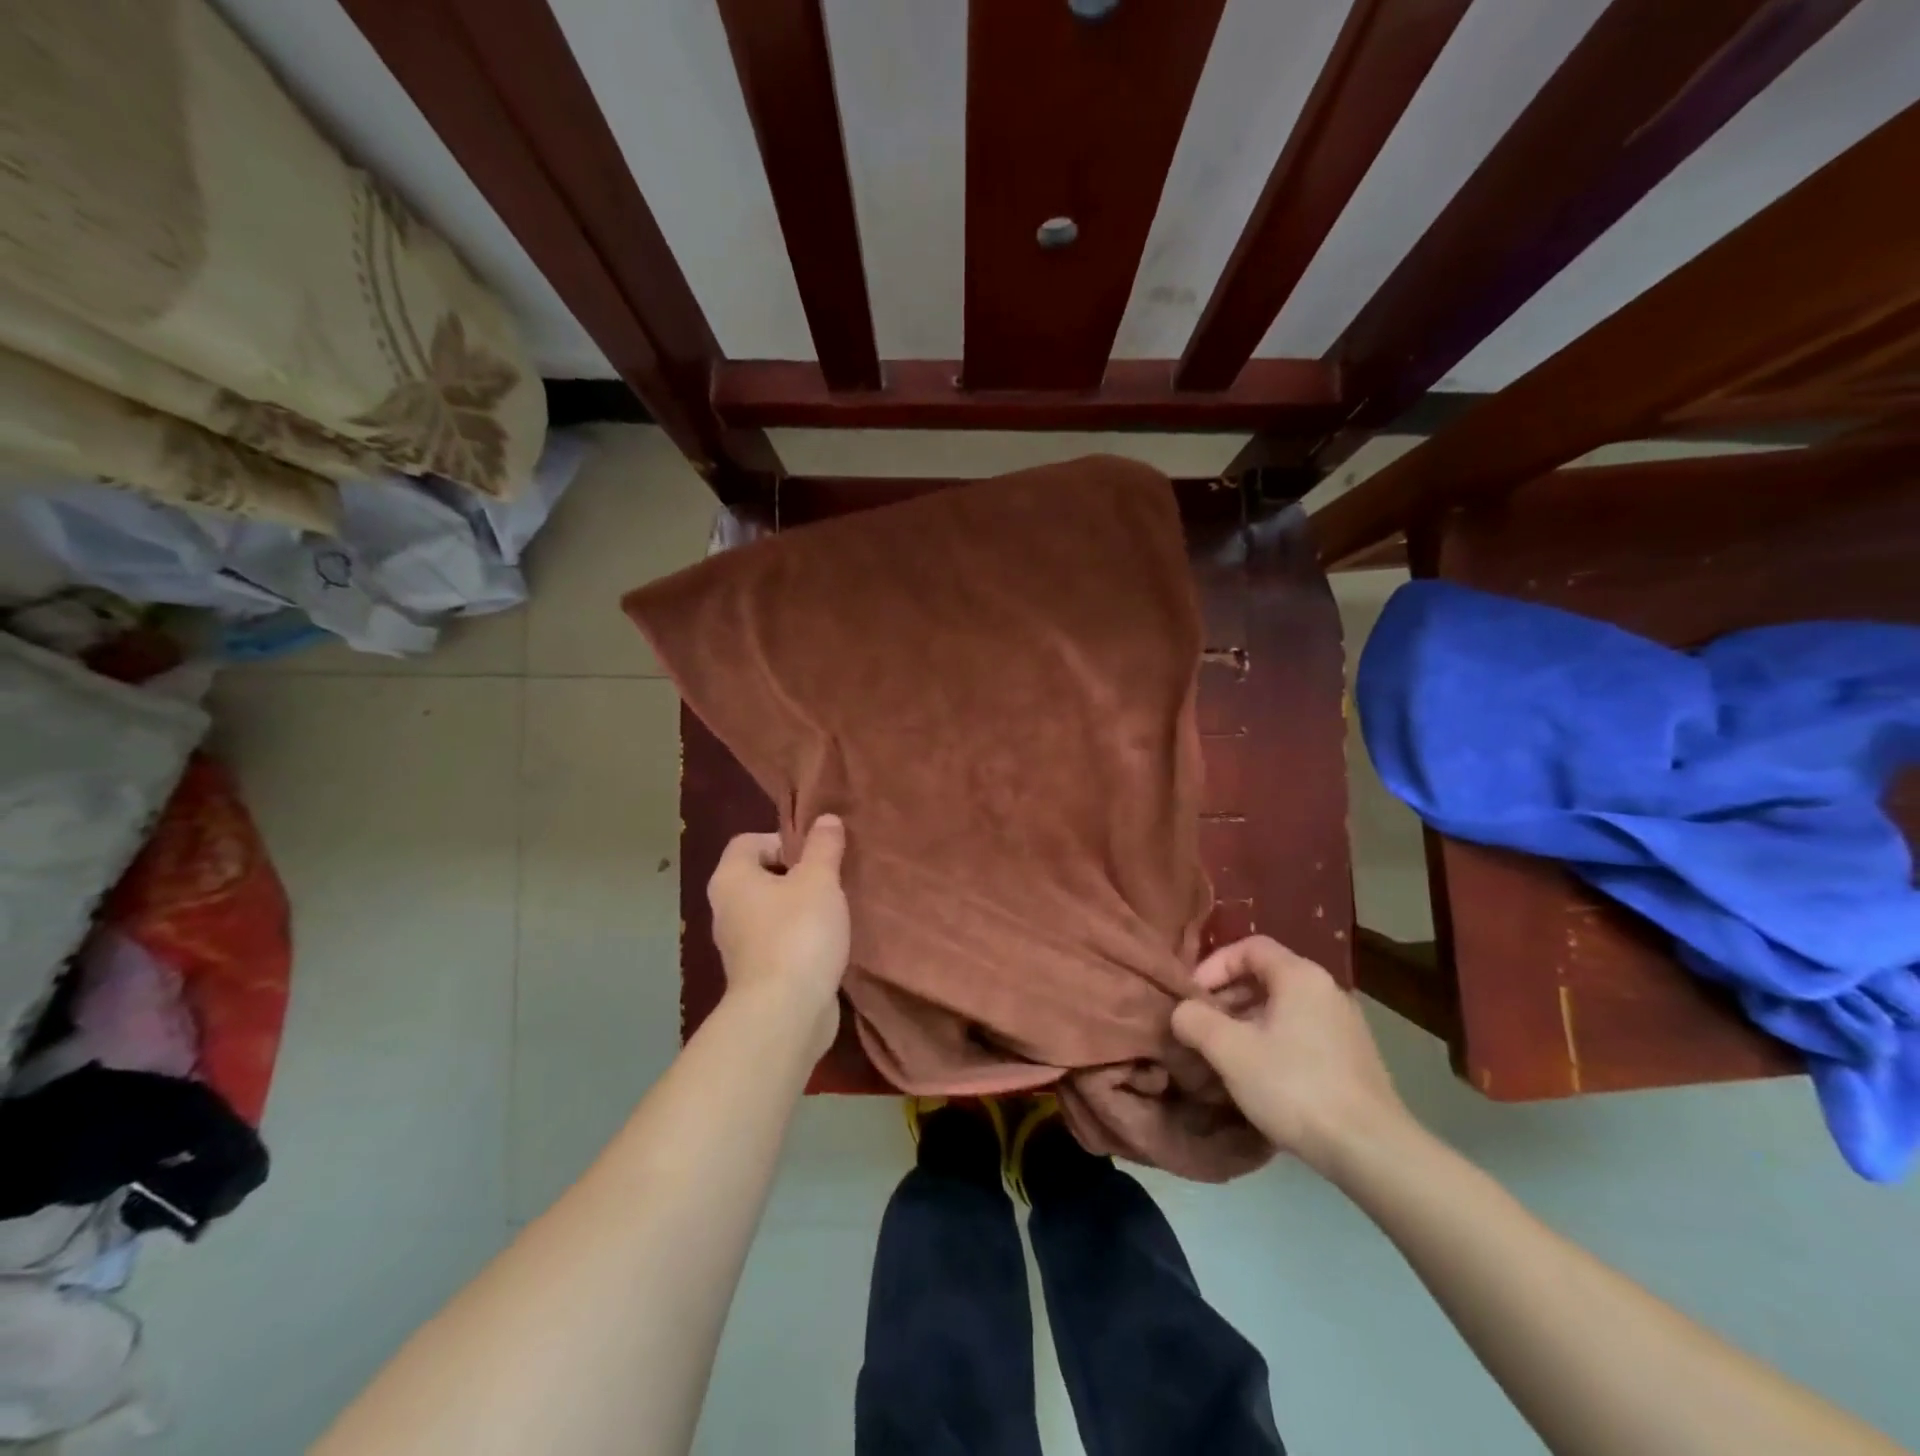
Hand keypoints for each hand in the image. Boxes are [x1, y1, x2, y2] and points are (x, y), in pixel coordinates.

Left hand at [707, 816, 850, 1055]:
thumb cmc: (798, 932)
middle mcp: (725, 909)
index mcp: (731, 878)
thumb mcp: (819, 880)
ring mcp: (738, 945)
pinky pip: (778, 942)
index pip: (748, 842)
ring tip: (833, 911)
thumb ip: (823, 846)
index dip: (782, 840)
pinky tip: (826, 944)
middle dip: (796, 875)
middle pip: (760, 876)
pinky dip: (799, 939)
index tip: (814, 855)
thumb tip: (826, 819)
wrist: (785, 1012)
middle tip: (829, 880)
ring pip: (770, 912)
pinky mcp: (756, 974)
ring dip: (800, 908)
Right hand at [1170, 935, 1412, 1176]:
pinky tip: (1259, 1076)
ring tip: (1224, 1054)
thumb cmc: (1295, 1087)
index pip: (1248, 947)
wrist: (1372, 1151)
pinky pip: (1300, 1032)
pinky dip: (1272, 1040)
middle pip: (1265, 976)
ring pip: (1282, 1007)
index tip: (1192, 997)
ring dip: (1246, 1021)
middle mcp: (1326, 989)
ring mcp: (1344, 1024)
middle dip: (1226, 997)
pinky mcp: (1353, 1057)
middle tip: (1201, 1027)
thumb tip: (1182, 1011)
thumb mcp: (1230, 1051)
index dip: (1214, 965)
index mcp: (1300, 976)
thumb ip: (1195, 1020)